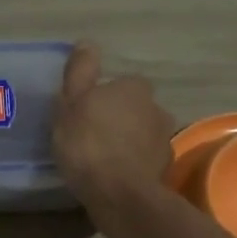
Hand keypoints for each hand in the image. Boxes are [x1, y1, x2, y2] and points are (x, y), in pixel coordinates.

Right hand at [52, 44, 175, 214]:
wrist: (119, 195)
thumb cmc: (89, 142)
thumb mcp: (71, 102)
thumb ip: (80, 71)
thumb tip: (87, 42)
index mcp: (134, 88)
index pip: (123, 84)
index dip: (105, 96)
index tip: (87, 111)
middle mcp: (157, 109)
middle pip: (136, 108)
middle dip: (120, 118)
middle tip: (94, 134)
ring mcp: (164, 141)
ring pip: (143, 134)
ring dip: (129, 141)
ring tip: (104, 158)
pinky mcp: (165, 170)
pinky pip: (146, 160)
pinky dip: (134, 164)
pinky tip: (116, 176)